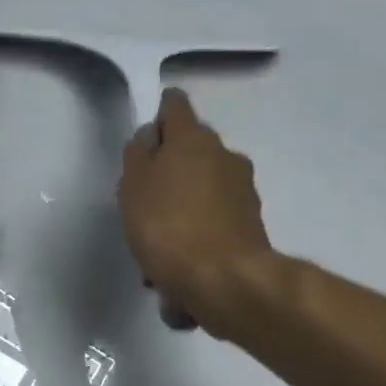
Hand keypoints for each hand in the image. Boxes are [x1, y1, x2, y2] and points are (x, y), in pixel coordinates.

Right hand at [118, 89, 271, 335]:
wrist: (223, 280)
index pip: (175, 105)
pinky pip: (214, 221)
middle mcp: (225, 156)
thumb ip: (139, 154)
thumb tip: (152, 136)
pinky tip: (178, 267)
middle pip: (191, 151)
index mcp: (193, 139)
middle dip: (169, 170)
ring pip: (203, 190)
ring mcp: (243, 191)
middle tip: (144, 200)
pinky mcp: (251, 225)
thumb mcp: (133, 186)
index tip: (146, 134)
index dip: (159, 113)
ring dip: (183, 207)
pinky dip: (197, 235)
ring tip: (158, 247)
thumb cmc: (167, 227)